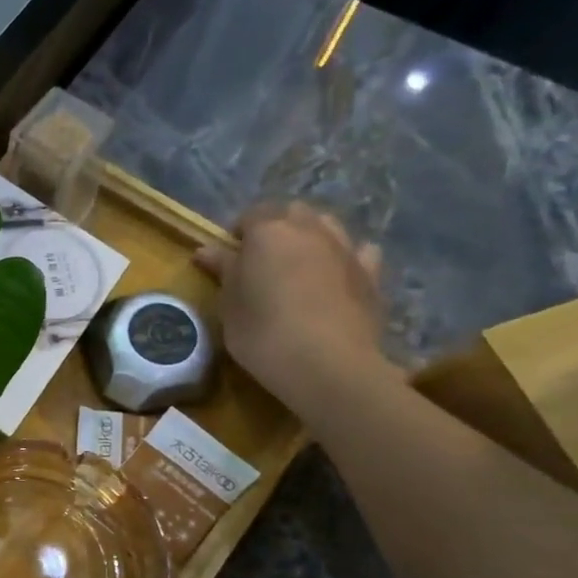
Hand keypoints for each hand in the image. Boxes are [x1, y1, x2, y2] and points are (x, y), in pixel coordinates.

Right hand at [194, 202, 396, 423]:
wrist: (326, 363)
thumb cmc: (262, 331)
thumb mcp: (229, 303)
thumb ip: (223, 270)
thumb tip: (206, 250)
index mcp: (269, 232)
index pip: (251, 215)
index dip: (239, 233)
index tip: (230, 258)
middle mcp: (310, 230)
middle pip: (293, 213)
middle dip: (277, 227)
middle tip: (262, 259)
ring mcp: (346, 249)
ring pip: (327, 226)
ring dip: (311, 236)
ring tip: (298, 264)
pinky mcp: (371, 274)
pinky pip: (360, 251)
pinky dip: (346, 256)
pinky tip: (337, 275)